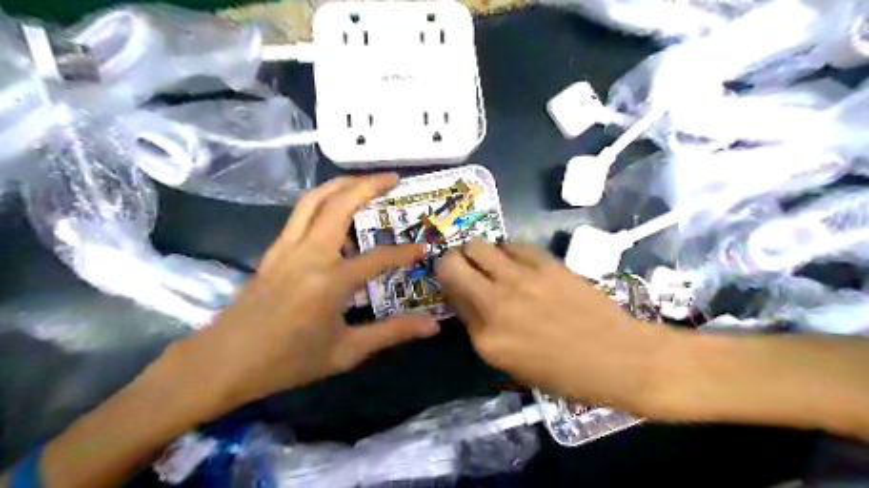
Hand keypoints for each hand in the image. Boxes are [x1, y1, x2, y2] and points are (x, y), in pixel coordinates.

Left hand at [163, 173, 438, 416]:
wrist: (224, 363)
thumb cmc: (288, 361)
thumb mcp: (346, 352)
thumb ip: (391, 332)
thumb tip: (432, 327)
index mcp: (330, 281)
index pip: (378, 257)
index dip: (404, 252)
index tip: (423, 249)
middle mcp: (309, 254)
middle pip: (340, 205)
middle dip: (369, 185)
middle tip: (393, 178)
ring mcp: (286, 248)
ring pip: (313, 200)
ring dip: (341, 184)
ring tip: (364, 181)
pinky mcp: (273, 250)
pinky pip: (300, 215)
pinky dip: (321, 201)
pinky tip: (334, 211)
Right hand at [435, 241, 670, 411]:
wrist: (618, 357)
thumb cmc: (564, 373)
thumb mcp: (510, 364)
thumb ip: (480, 329)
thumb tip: (465, 298)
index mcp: (485, 337)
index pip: (448, 296)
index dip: (449, 288)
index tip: (457, 288)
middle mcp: (495, 301)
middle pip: (452, 261)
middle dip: (452, 262)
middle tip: (465, 269)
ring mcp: (520, 278)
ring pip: (478, 244)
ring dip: (478, 253)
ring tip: (492, 264)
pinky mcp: (545, 263)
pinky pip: (512, 245)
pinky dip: (508, 252)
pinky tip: (520, 264)